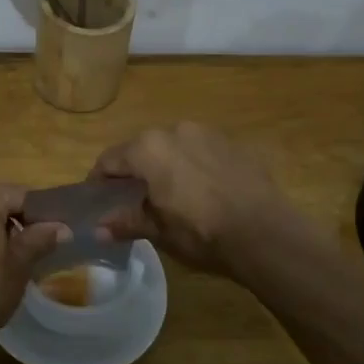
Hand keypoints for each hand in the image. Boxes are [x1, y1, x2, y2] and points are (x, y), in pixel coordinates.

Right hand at [91, 123, 290, 274]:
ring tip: (171, 195)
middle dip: (133, 172)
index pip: (109, 160)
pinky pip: (200, 151)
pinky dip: (193, 166)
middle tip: (133, 200)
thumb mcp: (158, 231)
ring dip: (165, 166)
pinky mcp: (233, 144)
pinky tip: (202, 192)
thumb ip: (126, 222)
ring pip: (173, 147)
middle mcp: (174, 130)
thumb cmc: (201, 232)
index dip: (99, 181)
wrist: (265, 234)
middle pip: (141, 149)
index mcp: (148, 148)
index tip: (98, 201)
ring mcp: (207, 133)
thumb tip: (98, 229)